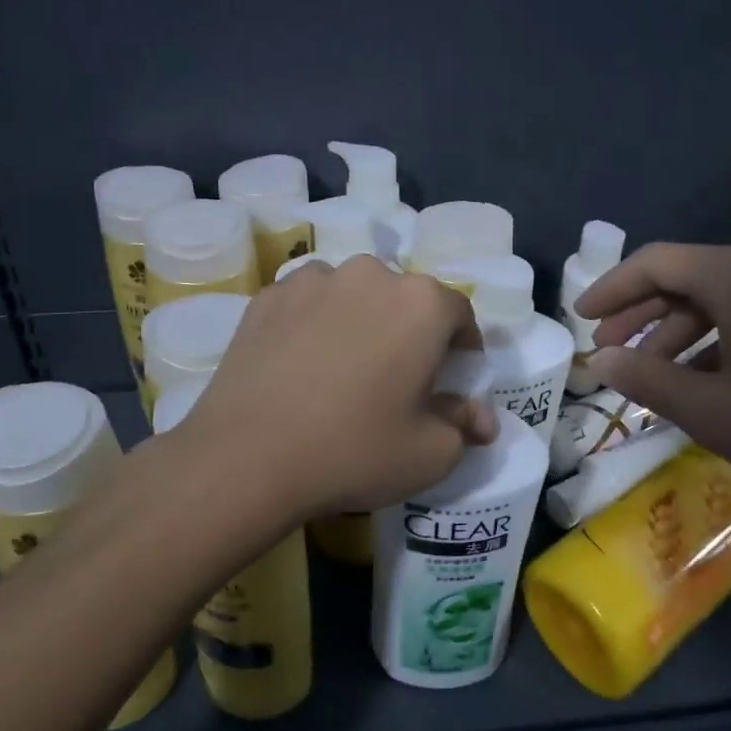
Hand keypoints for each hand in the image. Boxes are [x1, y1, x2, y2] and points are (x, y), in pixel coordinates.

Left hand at [173, 257, 498, 521]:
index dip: (462, 347)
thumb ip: (465, 426)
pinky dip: (314, 324)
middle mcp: (370, 274)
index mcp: (421, 303)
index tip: (452, 378)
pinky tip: (300, 365)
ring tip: (343, 369)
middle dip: (409, 332)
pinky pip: (308, 304)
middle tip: (396, 378)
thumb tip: (482, 418)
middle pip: (405, 299)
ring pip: (354, 296)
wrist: (247, 456)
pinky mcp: (268, 295)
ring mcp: (314, 279)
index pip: (459, 314)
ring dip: (360, 322)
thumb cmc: (354, 450)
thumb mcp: (429, 453)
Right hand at [577, 243, 730, 513]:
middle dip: (641, 313)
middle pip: (685, 278)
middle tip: (608, 349)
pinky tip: (706, 380)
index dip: (610, 288)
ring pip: (720, 299)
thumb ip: (646, 379)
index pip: (654, 262)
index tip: (580, 317)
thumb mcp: (712, 409)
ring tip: (652, 374)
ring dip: (679, 332)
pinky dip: (718, 340)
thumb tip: (599, 360)